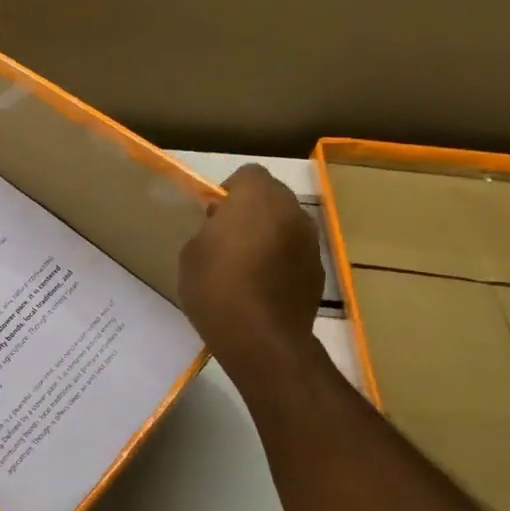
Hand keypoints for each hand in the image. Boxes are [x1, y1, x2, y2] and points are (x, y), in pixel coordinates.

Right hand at [178, 164, 322, 379]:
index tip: (213, 215)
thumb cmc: (215, 286)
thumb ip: (209, 228)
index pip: (248, 174)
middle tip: (226, 238)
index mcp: (257, 199)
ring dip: (268, 234)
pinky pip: (294, 252)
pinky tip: (261, 286)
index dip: (229, 190)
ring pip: (286, 224)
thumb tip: (222, 224)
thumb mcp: (192, 251)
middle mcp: (292, 211)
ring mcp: (310, 241)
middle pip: (271, 196)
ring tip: (244, 265)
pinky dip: (281, 260)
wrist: (259, 336)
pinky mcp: (317, 269)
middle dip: (251, 210)